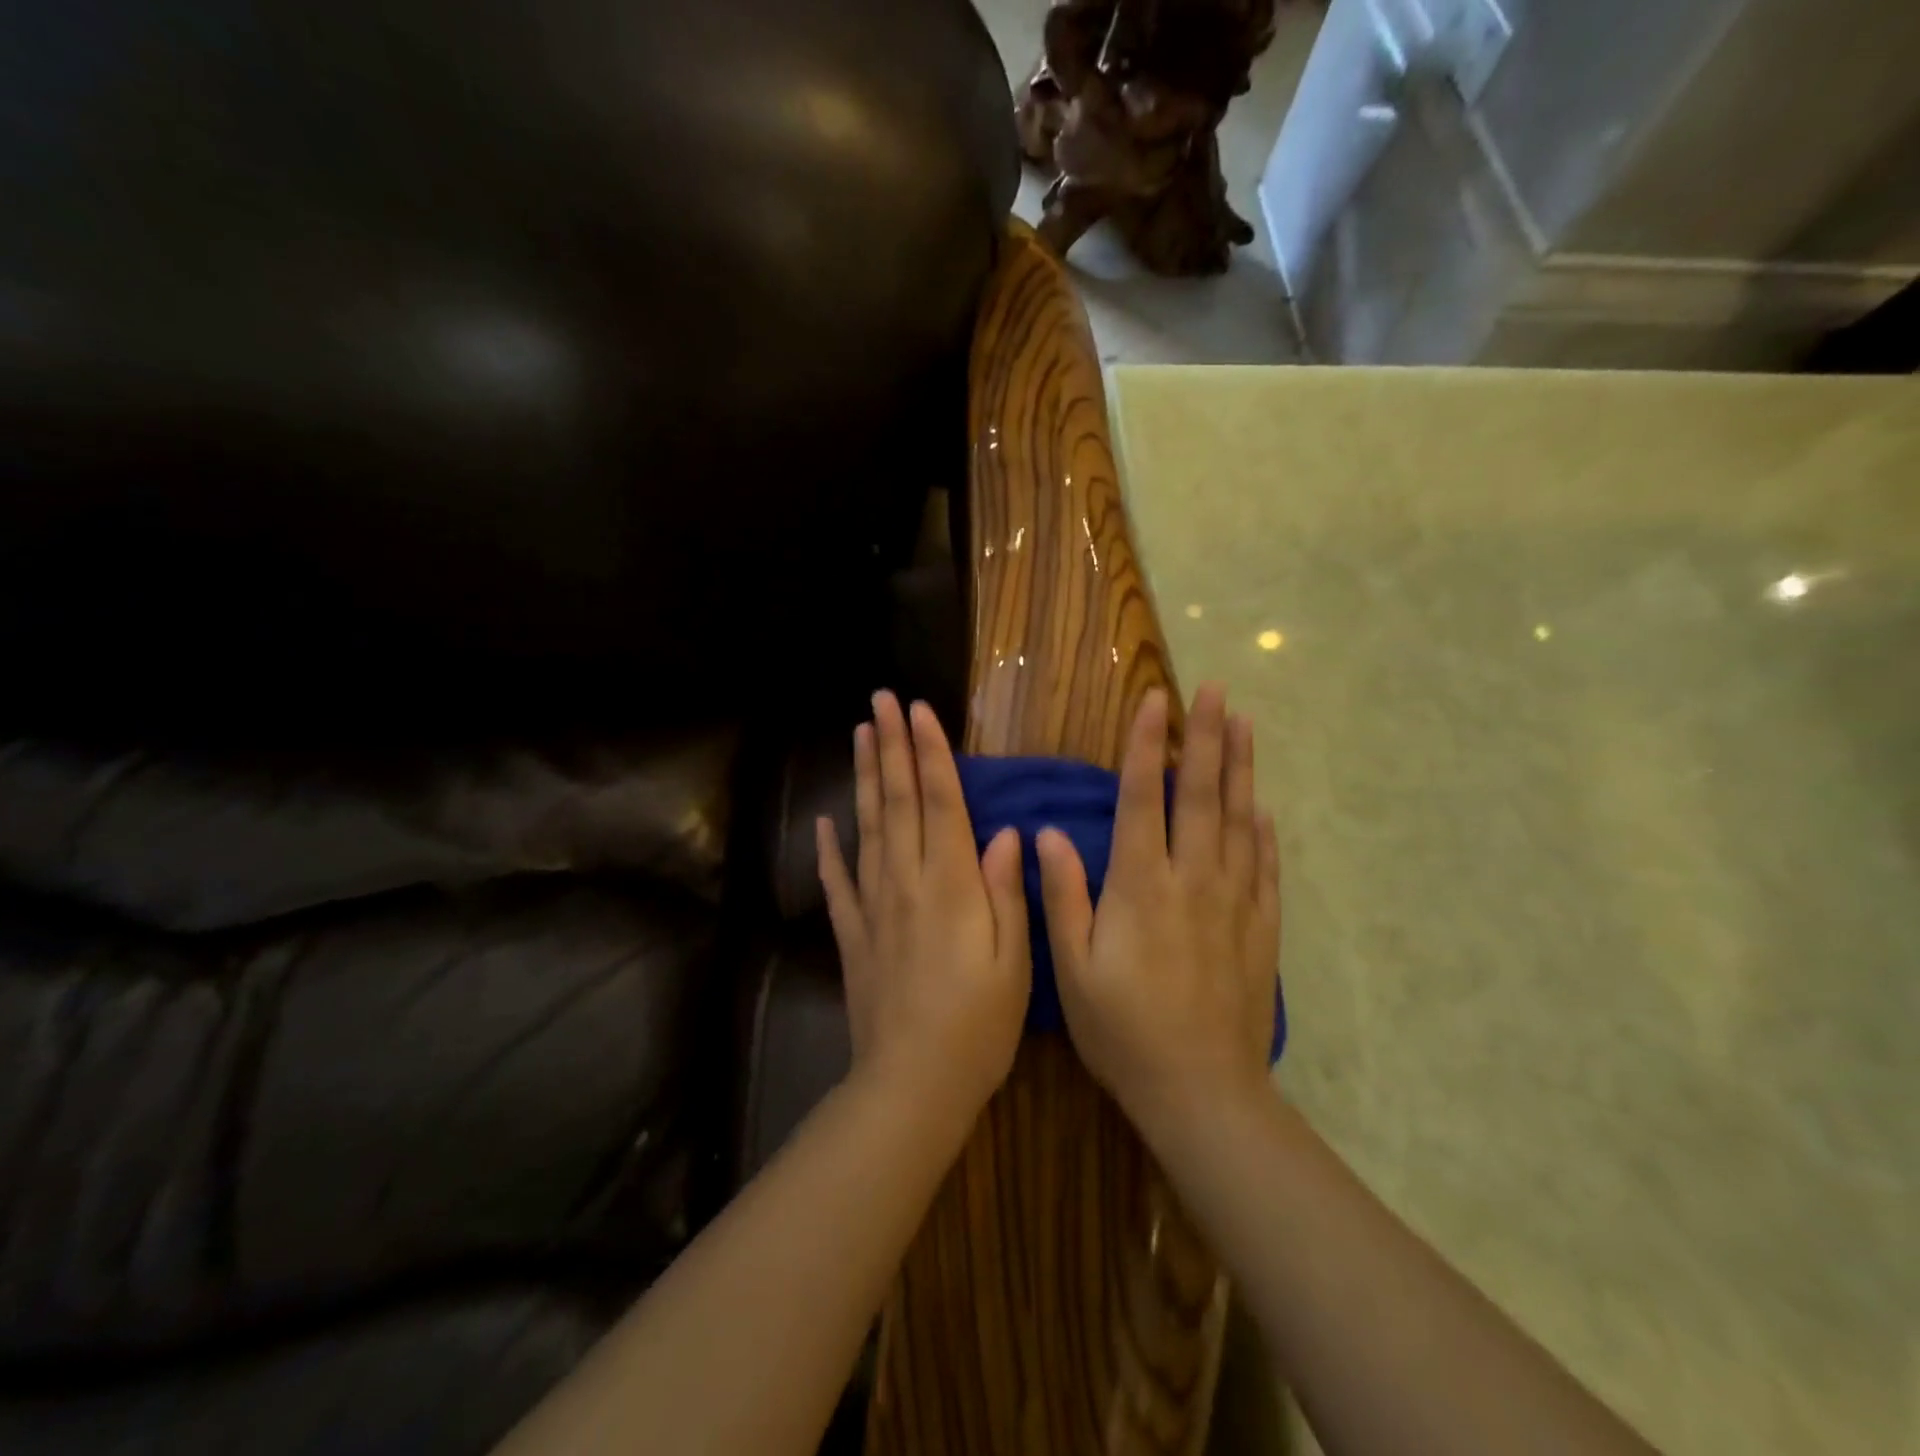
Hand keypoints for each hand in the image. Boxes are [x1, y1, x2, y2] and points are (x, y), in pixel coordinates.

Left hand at [816, 691, 1031, 1122]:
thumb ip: (1008, 891)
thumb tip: (1006, 832)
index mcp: (952, 886)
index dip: (930, 753)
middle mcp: (907, 883)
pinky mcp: (853, 935)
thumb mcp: (1015, 961)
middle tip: (879, 700)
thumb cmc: (979, 1025)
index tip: (918, 710)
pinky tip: (822, 823)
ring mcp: (873, 907)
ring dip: (863, 778)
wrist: (912, 1084)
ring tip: (858, 735)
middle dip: (890, 747)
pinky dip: (828, 849)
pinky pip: (838, 883)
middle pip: (897, 802)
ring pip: (867, 828)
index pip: (940, 803)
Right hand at [1036, 685, 1279, 1141]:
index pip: (1144, 798)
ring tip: (1244, 724)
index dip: (1147, 746)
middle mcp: (1193, 880)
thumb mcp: (1073, 969)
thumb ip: (1062, 896)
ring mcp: (1234, 902)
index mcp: (1141, 885)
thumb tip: (1048, 834)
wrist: (1201, 1091)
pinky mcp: (1260, 929)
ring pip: (1241, 821)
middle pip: (1202, 796)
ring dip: (1242, 769)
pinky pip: (1266, 867)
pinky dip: (1266, 832)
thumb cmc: (1123, 1030)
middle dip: (1207, 738)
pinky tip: (1265, 809)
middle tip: (1217, 691)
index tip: (1156, 701)